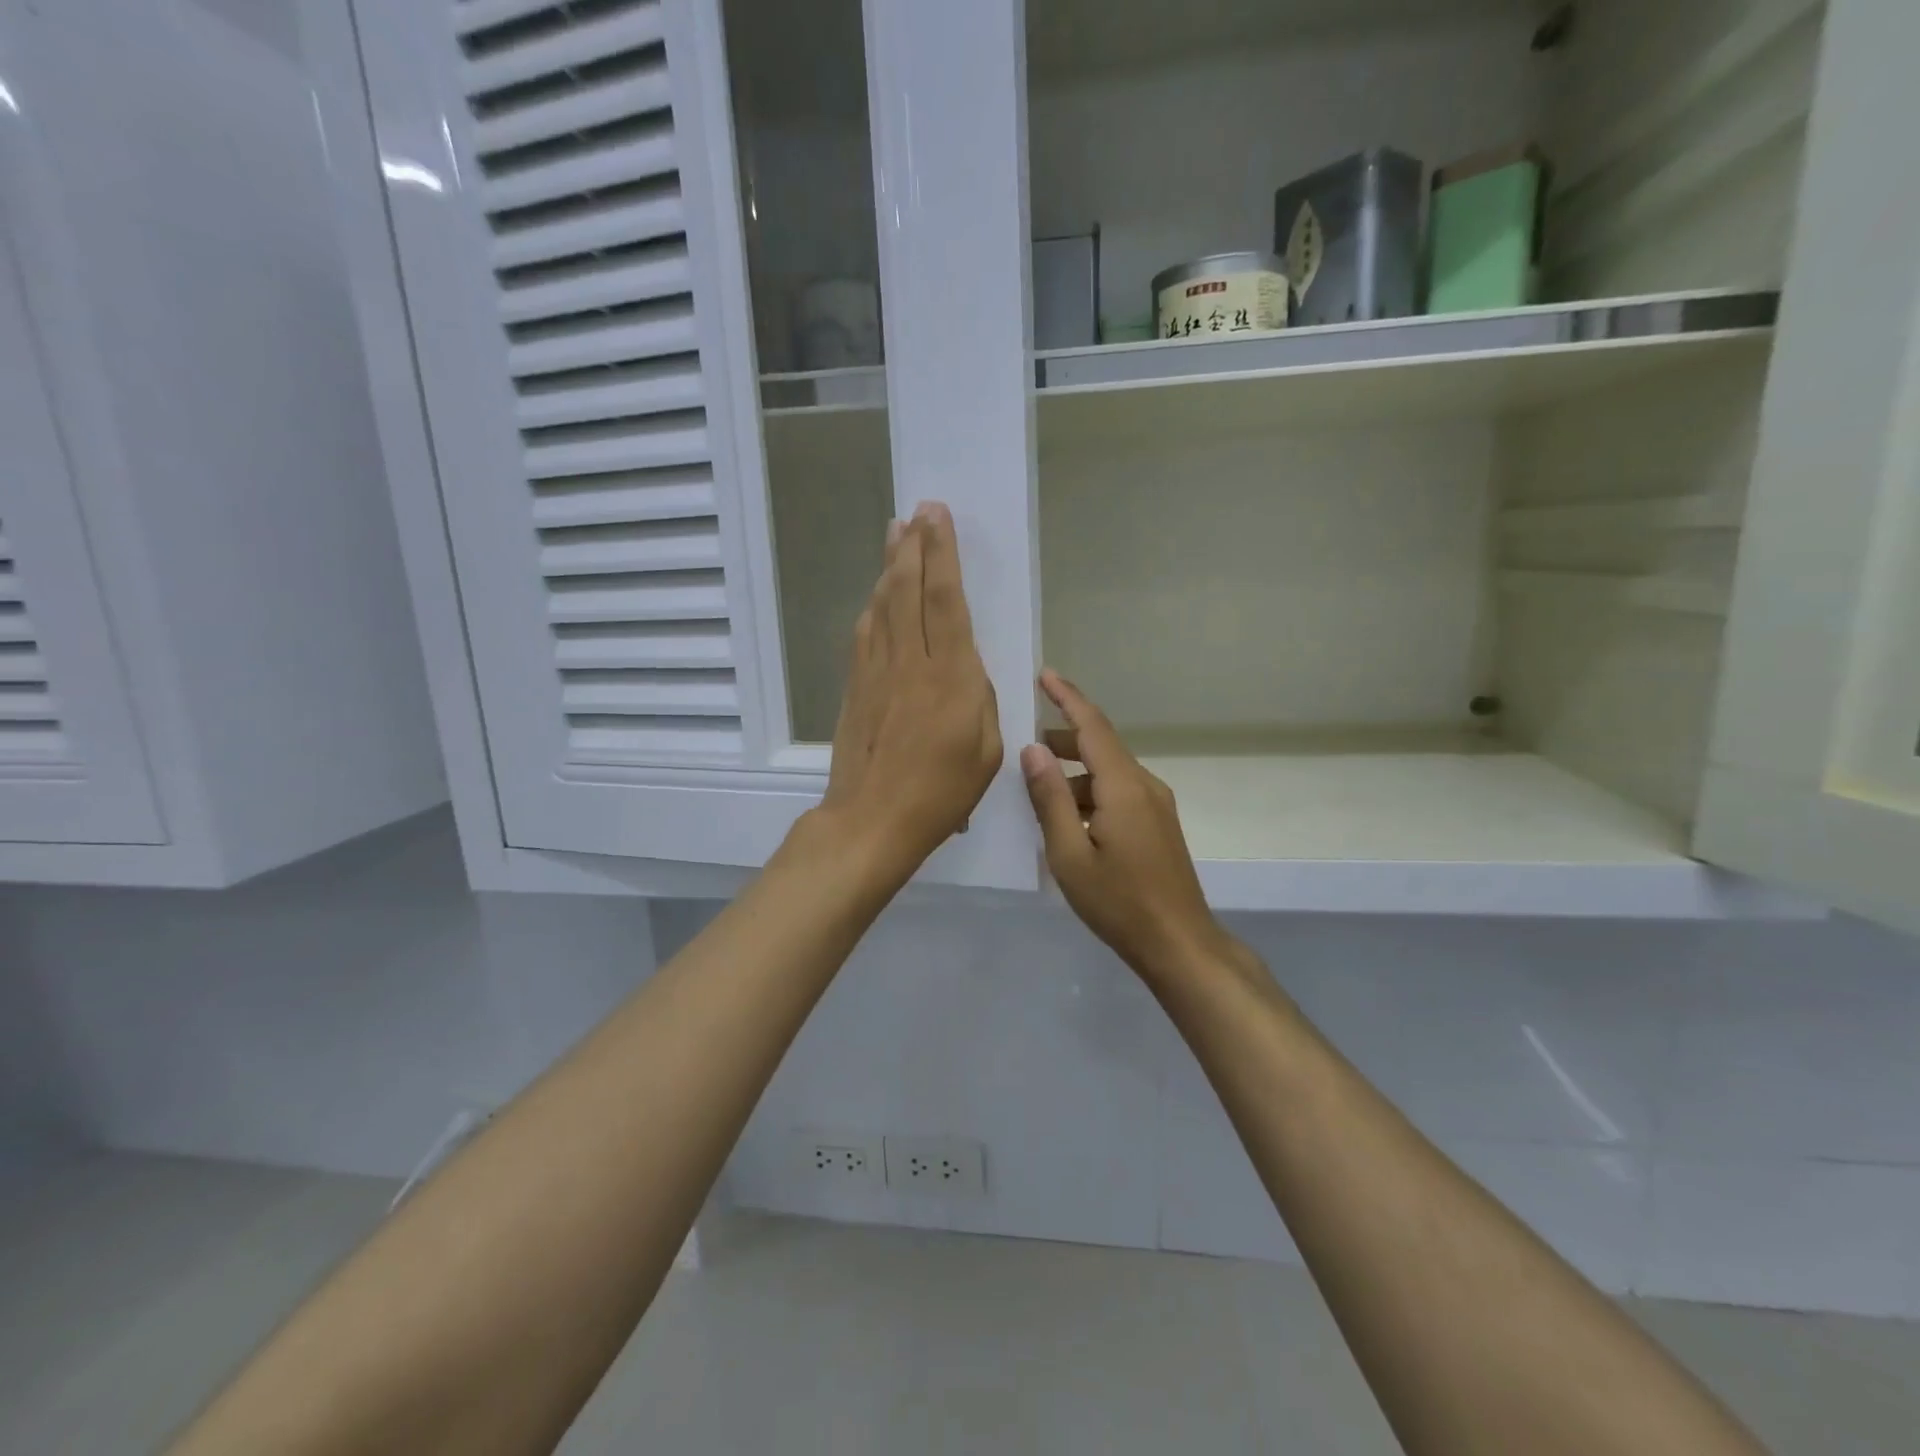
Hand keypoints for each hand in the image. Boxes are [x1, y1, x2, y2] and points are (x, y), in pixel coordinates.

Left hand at [814, 502, 1001, 874]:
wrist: (871, 819)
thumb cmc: (941, 793)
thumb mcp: (986, 750)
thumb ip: (979, 697)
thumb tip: (964, 668)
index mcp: (951, 677)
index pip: (944, 599)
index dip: (941, 553)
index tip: (937, 517)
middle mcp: (910, 662)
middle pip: (908, 590)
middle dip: (914, 545)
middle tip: (917, 511)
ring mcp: (876, 672)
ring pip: (883, 605)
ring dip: (890, 566)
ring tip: (895, 534)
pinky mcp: (856, 687)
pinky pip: (865, 633)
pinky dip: (874, 605)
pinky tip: (878, 594)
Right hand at [1020, 671, 1227, 981]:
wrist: (1179, 943)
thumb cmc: (1118, 902)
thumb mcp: (1069, 853)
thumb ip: (1050, 798)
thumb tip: (1033, 751)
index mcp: (1123, 785)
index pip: (1092, 726)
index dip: (1067, 698)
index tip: (1044, 675)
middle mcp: (1144, 785)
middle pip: (1101, 746)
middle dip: (1063, 740)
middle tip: (1024, 750)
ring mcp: (1156, 805)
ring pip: (1109, 772)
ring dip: (1074, 773)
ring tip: (1039, 792)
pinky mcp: (1158, 824)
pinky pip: (1119, 792)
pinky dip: (1090, 793)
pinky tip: (1069, 819)